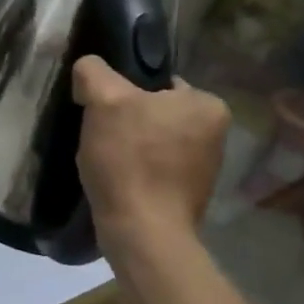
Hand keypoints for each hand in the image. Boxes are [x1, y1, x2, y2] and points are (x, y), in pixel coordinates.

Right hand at [72, 56, 229, 260]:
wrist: (142, 233)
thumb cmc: (130, 160)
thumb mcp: (104, 100)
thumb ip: (94, 72)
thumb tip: (88, 70)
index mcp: (207, 104)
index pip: (156, 81)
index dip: (122, 91)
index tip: (102, 108)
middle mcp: (215, 133)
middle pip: (152, 110)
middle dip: (124, 119)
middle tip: (99, 133)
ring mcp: (204, 167)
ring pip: (149, 138)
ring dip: (126, 145)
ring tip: (105, 158)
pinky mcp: (187, 194)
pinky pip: (152, 166)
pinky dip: (133, 169)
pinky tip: (115, 178)